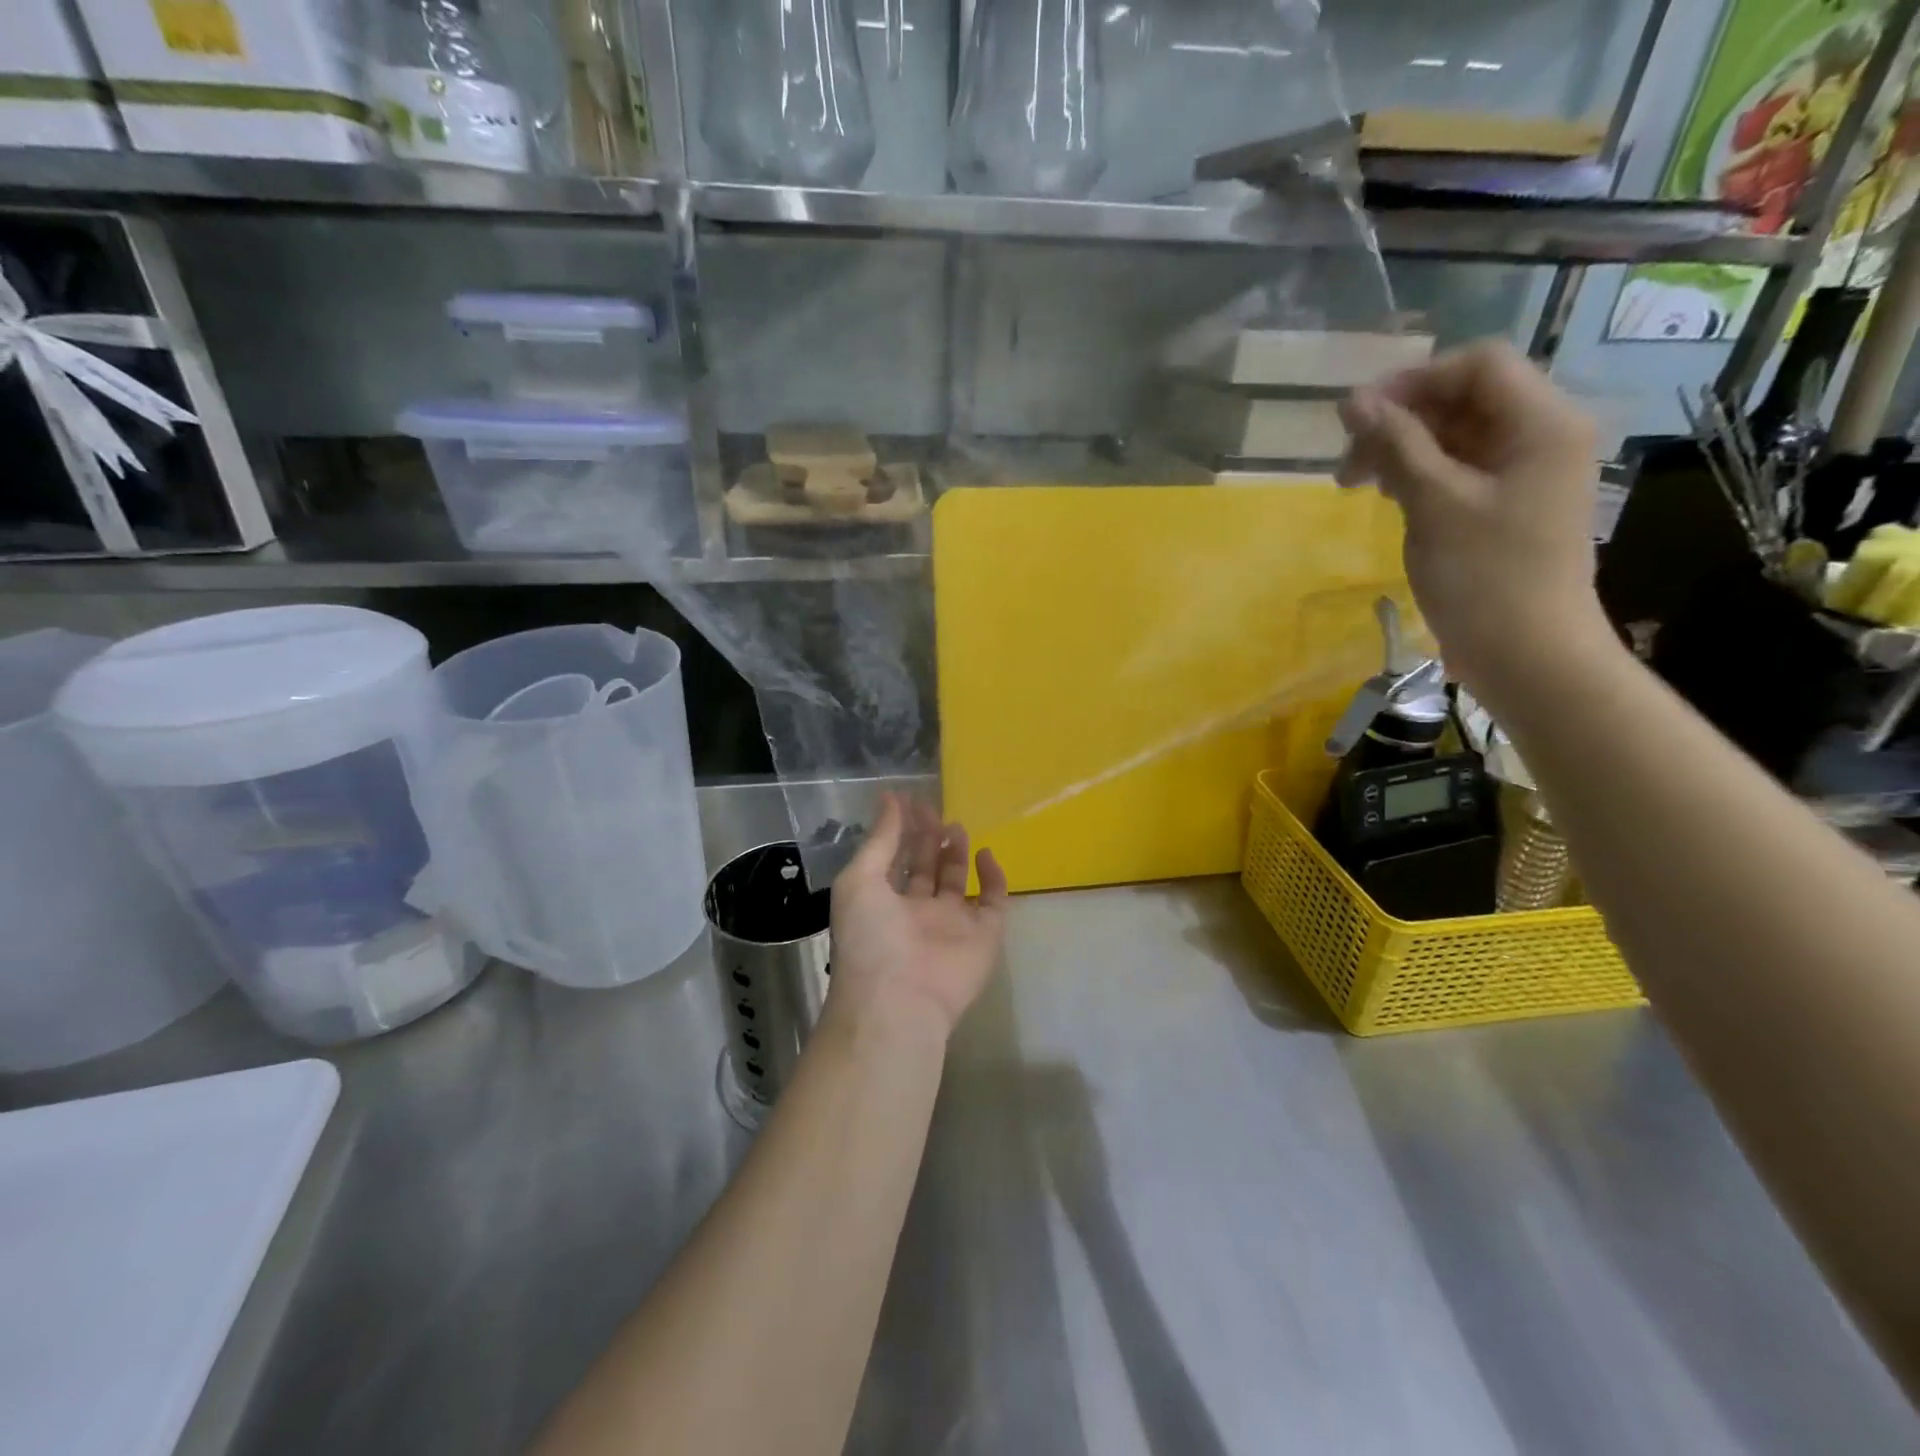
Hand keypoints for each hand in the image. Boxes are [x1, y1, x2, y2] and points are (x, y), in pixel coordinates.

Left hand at [826, 792, 1008, 1042]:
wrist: (899, 1000)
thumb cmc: (870, 937)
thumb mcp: (860, 880)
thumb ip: (880, 839)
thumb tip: (890, 798)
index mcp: (883, 904)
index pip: (894, 861)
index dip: (900, 831)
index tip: (907, 800)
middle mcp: (917, 914)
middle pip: (926, 869)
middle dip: (928, 839)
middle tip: (933, 810)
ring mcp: (952, 925)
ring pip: (958, 882)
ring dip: (956, 854)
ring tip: (955, 825)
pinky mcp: (984, 936)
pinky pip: (994, 903)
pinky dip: (994, 878)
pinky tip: (985, 853)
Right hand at [1336, 340, 1616, 711]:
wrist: (1527, 653)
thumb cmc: (1484, 575)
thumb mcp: (1433, 503)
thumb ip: (1396, 445)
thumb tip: (1353, 402)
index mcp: (1541, 423)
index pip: (1477, 366)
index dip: (1412, 380)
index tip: (1355, 416)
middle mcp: (1540, 437)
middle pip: (1465, 400)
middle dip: (1401, 420)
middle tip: (1347, 461)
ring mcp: (1523, 474)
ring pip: (1456, 437)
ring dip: (1402, 450)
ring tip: (1357, 484)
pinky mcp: (1504, 506)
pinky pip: (1459, 470)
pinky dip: (1418, 476)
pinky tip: (1387, 497)